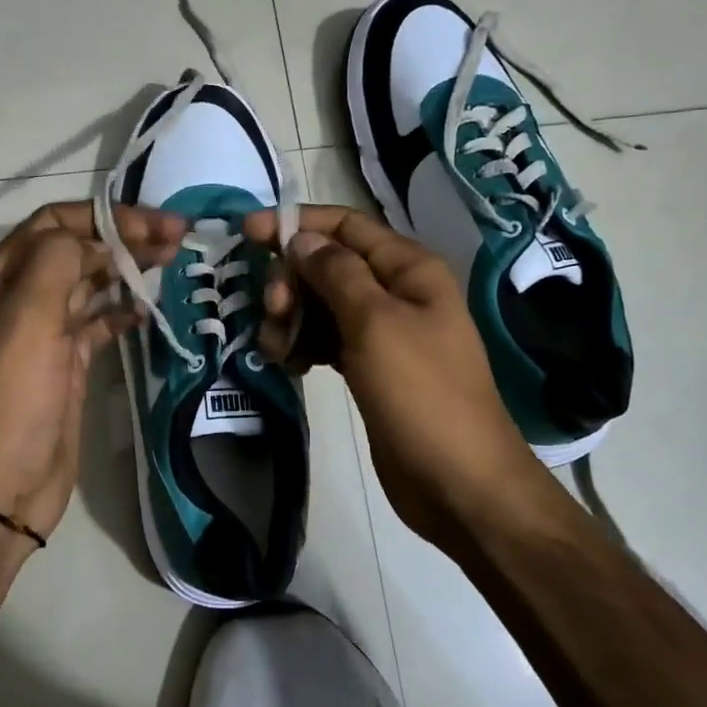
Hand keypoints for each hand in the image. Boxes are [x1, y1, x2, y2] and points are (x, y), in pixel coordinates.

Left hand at [0, 201, 184, 542]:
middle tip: (178, 237)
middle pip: (78, 248)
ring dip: (128, 268)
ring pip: (91, 283)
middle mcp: (20, 295)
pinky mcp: (66, 363)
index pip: (57, 223)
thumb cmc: (10, 395)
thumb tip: (94, 240)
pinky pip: (98, 323)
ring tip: (173, 261)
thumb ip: (57, 260)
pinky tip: (147, 310)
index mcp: (1, 276)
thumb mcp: (26, 316)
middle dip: (125, 236)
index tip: (155, 223)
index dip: (106, 216)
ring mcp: (44, 331)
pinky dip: (122, 311)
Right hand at [244, 205, 539, 542]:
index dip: (296, 223)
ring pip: (322, 304)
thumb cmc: (421, 395)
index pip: (345, 225)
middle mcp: (396, 292)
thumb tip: (301, 238)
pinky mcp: (369, 367)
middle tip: (273, 312)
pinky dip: (303, 345)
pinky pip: (326, 339)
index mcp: (408, 269)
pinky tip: (290, 364)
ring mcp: (382, 332)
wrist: (459, 483)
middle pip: (328, 264)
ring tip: (279, 350)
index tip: (247, 233)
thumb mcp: (376, 324)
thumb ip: (335, 273)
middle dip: (292, 281)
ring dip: (292, 318)